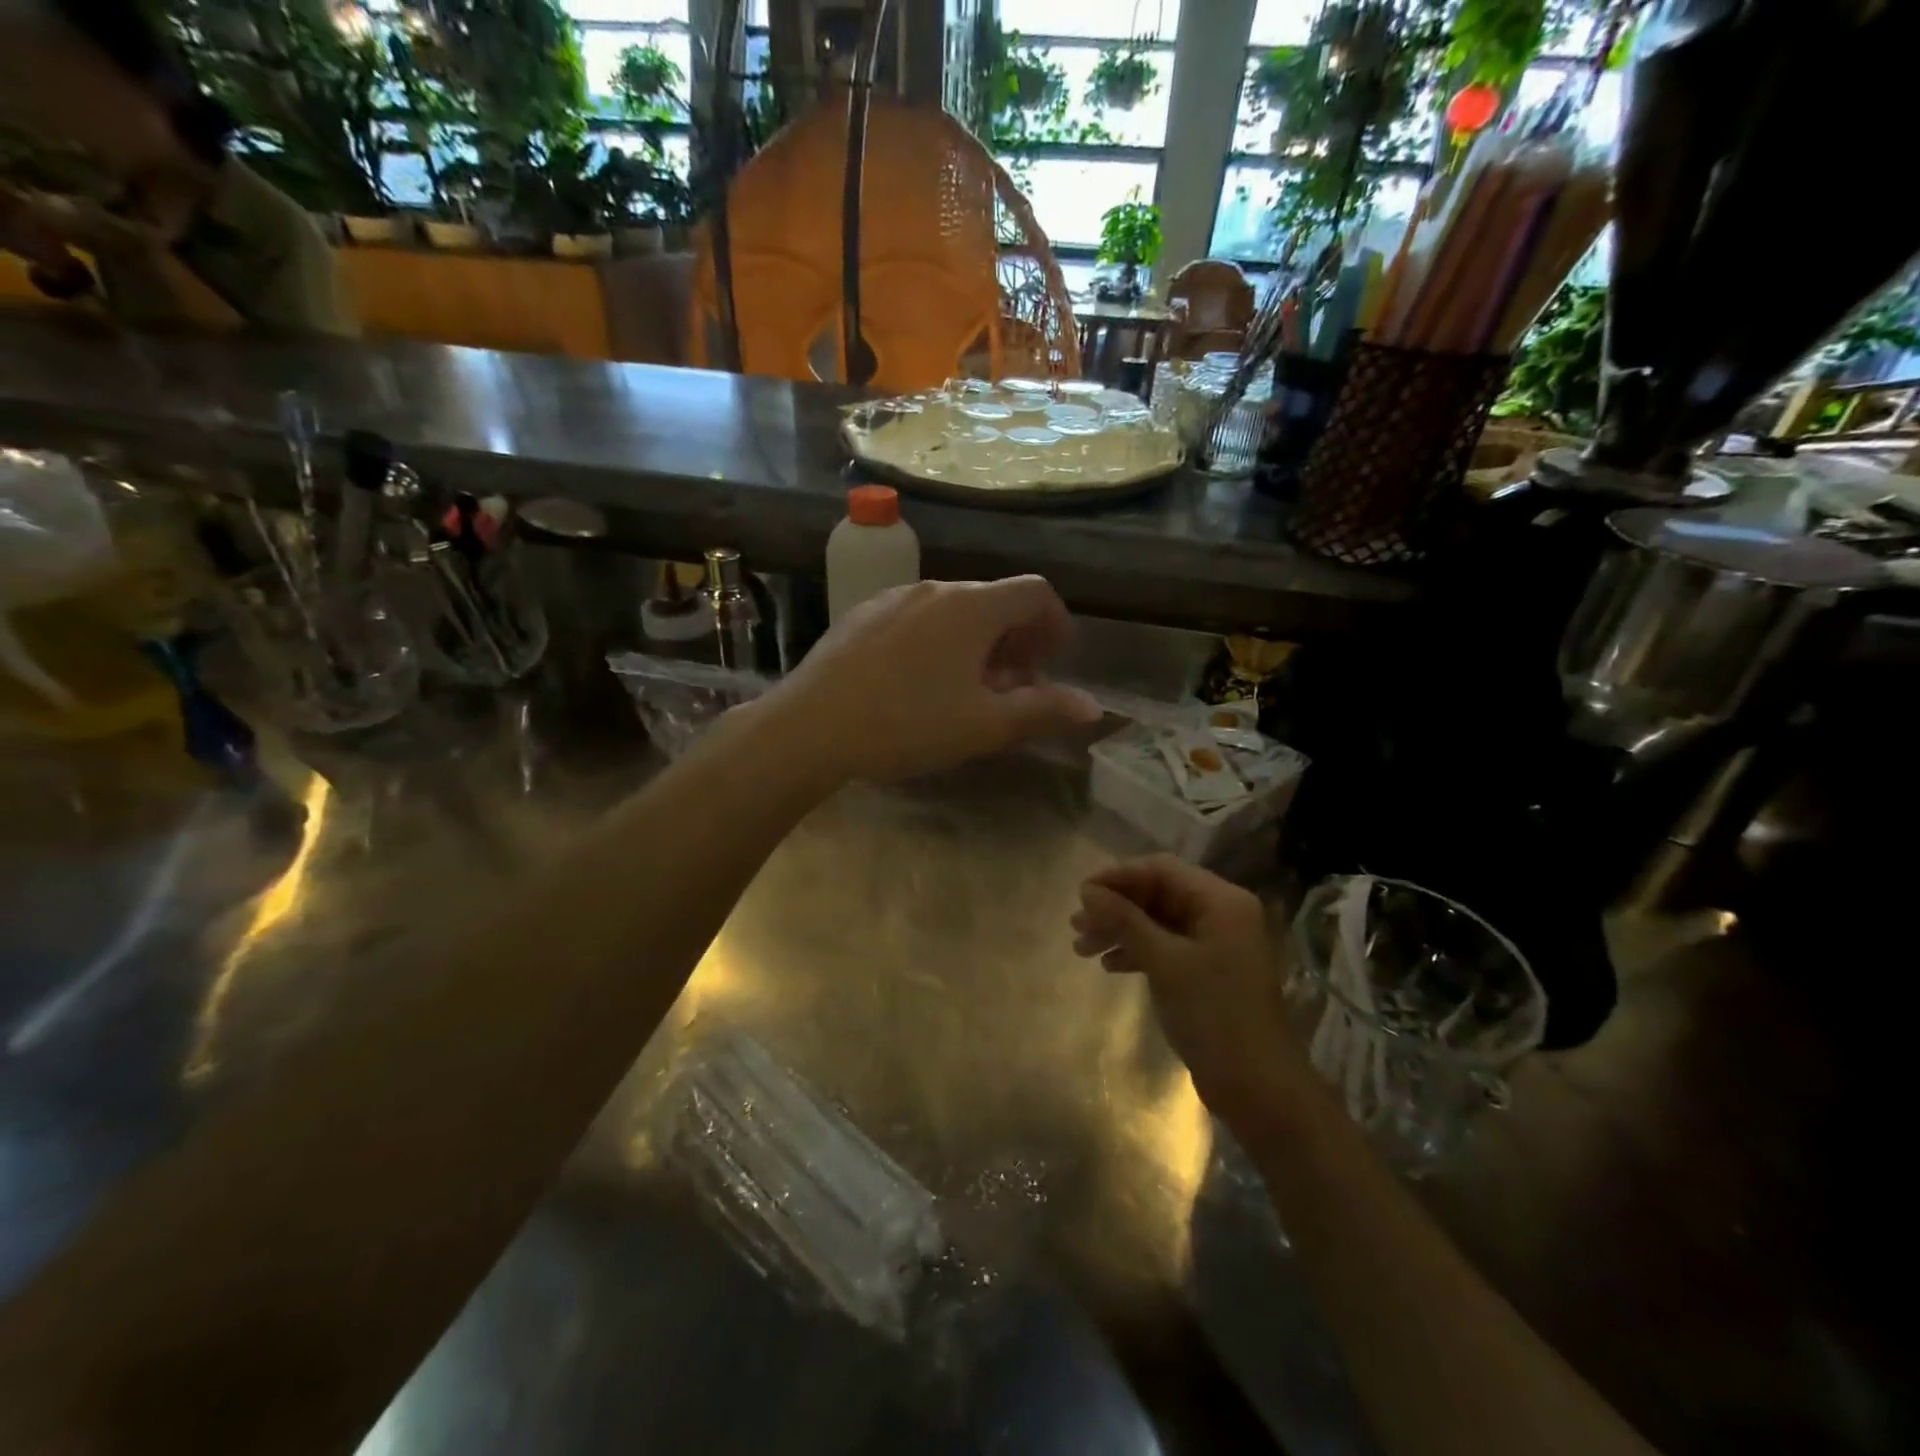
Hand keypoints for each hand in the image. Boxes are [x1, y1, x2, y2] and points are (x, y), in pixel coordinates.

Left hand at [768, 577, 1102, 782]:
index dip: (1055, 623)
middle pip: (994, 599)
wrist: (810, 726)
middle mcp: (935, 588)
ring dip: (977, 641)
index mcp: (972, 607)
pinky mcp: (862, 614)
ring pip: (954, 609)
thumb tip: (1093, 706)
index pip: (1035, 592)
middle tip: (1014, 686)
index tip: (1053, 661)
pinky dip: (939, 640)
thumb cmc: (907, 724)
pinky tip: (919, 681)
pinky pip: (917, 617)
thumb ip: (1042, 711)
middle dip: (1016, 639)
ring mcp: (893, 597)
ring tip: (968, 688)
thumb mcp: (984, 725)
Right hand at [1072, 855, 1307, 1126]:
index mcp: (1222, 901)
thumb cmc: (1214, 1014)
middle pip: (1158, 895)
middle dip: (1115, 908)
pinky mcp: (1207, 971)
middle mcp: (1221, 914)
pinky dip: (1137, 952)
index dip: (1119, 876)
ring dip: (1120, 931)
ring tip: (1081, 948)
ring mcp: (1215, 944)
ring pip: (1157, 922)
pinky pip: (1165, 947)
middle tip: (1076, 925)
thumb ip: (1125, 921)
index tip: (1081, 893)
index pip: (1162, 870)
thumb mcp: (1165, 962)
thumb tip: (1087, 891)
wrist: (1257, 1087)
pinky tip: (1109, 966)